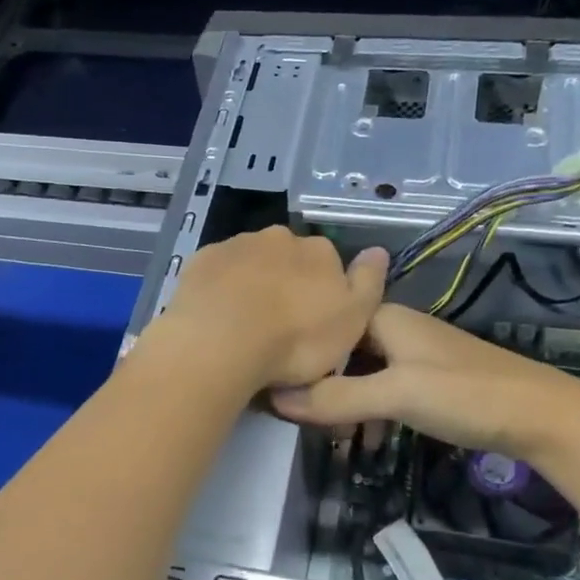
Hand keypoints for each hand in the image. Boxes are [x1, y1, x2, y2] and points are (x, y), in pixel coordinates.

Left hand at [146, 227, 386, 392]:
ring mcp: (236, 245)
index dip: (322, 293)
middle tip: (277, 325)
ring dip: (251, 285)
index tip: (312, 322)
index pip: (328, 264)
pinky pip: (217, 273)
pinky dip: (220, 290)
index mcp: (319, 251)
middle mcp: (279, 238)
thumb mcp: (352, 320)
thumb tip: (378, 250)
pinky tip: (216, 317)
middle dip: (285, 284)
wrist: (222, 341)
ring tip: (244, 326)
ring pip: (250, 263)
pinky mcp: (201, 261)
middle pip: (288, 259)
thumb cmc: (296, 339)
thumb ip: (368, 283)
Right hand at [270, 304, 560, 454]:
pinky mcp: (428, 382)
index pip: (325, 325)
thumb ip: (337, 397)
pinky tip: (366, 440)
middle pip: (340, 351)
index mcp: (384, 319)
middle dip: (318, 383)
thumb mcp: (396, 394)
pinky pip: (382, 391)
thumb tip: (275, 399)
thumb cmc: (466, 394)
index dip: (298, 352)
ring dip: (342, 402)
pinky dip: (368, 412)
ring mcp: (413, 357)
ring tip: (330, 437)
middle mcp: (395, 330)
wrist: (540, 416)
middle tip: (298, 420)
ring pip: (360, 374)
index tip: (274, 386)